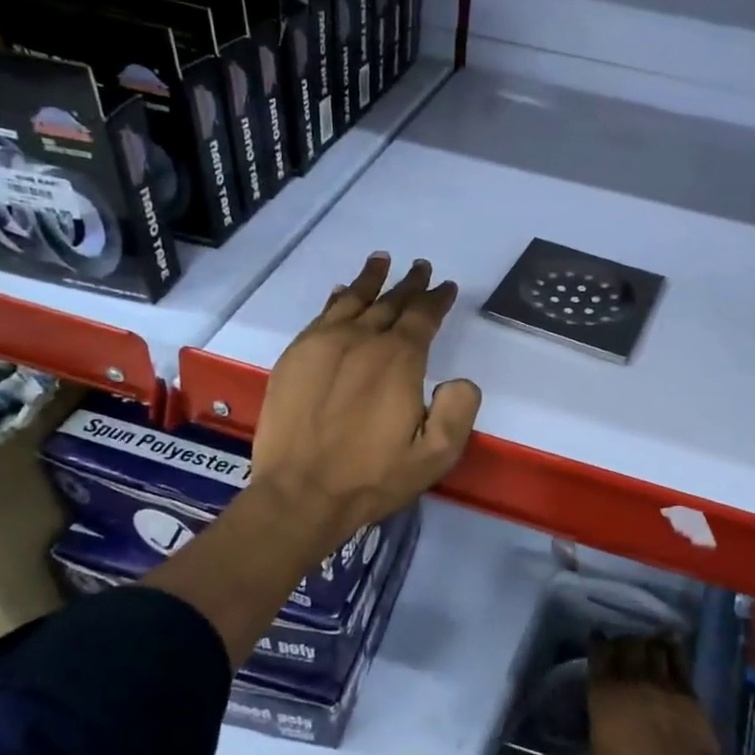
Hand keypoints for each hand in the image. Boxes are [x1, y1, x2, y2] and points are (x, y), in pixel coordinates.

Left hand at [250, 253, 481, 553]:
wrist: (300, 494)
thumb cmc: (372, 477)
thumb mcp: (436, 455)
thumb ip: (459, 410)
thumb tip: (459, 379)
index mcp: (399, 360)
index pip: (423, 316)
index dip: (437, 299)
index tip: (446, 286)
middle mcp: (362, 341)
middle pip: (390, 303)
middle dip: (409, 284)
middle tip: (421, 268)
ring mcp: (323, 345)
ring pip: (353, 300)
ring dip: (372, 280)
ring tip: (382, 260)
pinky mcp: (295, 357)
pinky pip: (321, 315)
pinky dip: (337, 299)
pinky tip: (341, 291)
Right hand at [540, 635, 737, 754]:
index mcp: (604, 694)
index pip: (598, 655)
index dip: (596, 642)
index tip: (596, 636)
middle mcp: (632, 679)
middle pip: (626, 645)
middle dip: (621, 640)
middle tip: (619, 644)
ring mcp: (662, 682)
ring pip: (652, 648)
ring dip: (646, 641)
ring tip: (643, 640)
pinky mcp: (687, 692)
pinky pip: (678, 659)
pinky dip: (672, 646)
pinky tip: (671, 641)